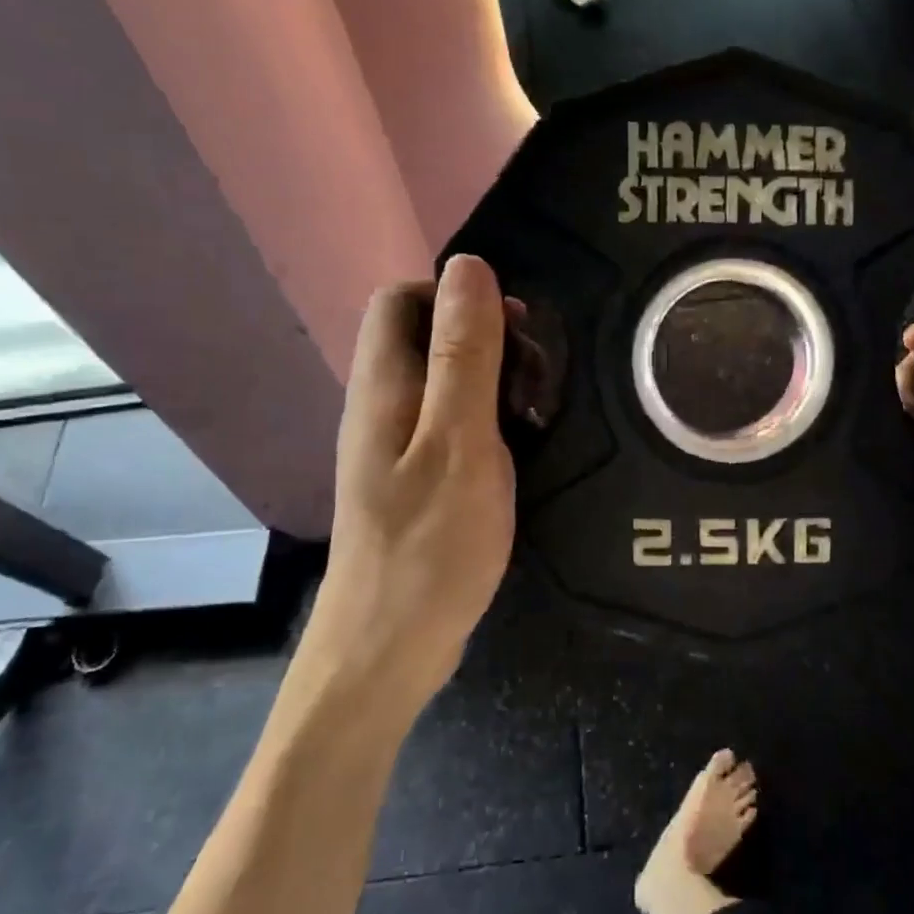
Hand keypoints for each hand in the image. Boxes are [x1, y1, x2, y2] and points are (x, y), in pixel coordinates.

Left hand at [299, 255, 516, 716]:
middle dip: (485, 341)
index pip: (401, 299)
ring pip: (442, 383)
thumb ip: (464, 352)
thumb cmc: (430, 543)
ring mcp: (394, 447)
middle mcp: (379, 406)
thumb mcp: (460, 438)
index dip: (457, 297)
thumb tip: (467, 265)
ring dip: (492, 384)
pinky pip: (449, 425)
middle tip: (534, 383)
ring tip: (533, 419)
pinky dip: (487, 423)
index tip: (513, 331)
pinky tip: (516, 453)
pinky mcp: (412, 481)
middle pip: (424, 337)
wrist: (389, 648)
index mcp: (382, 385)